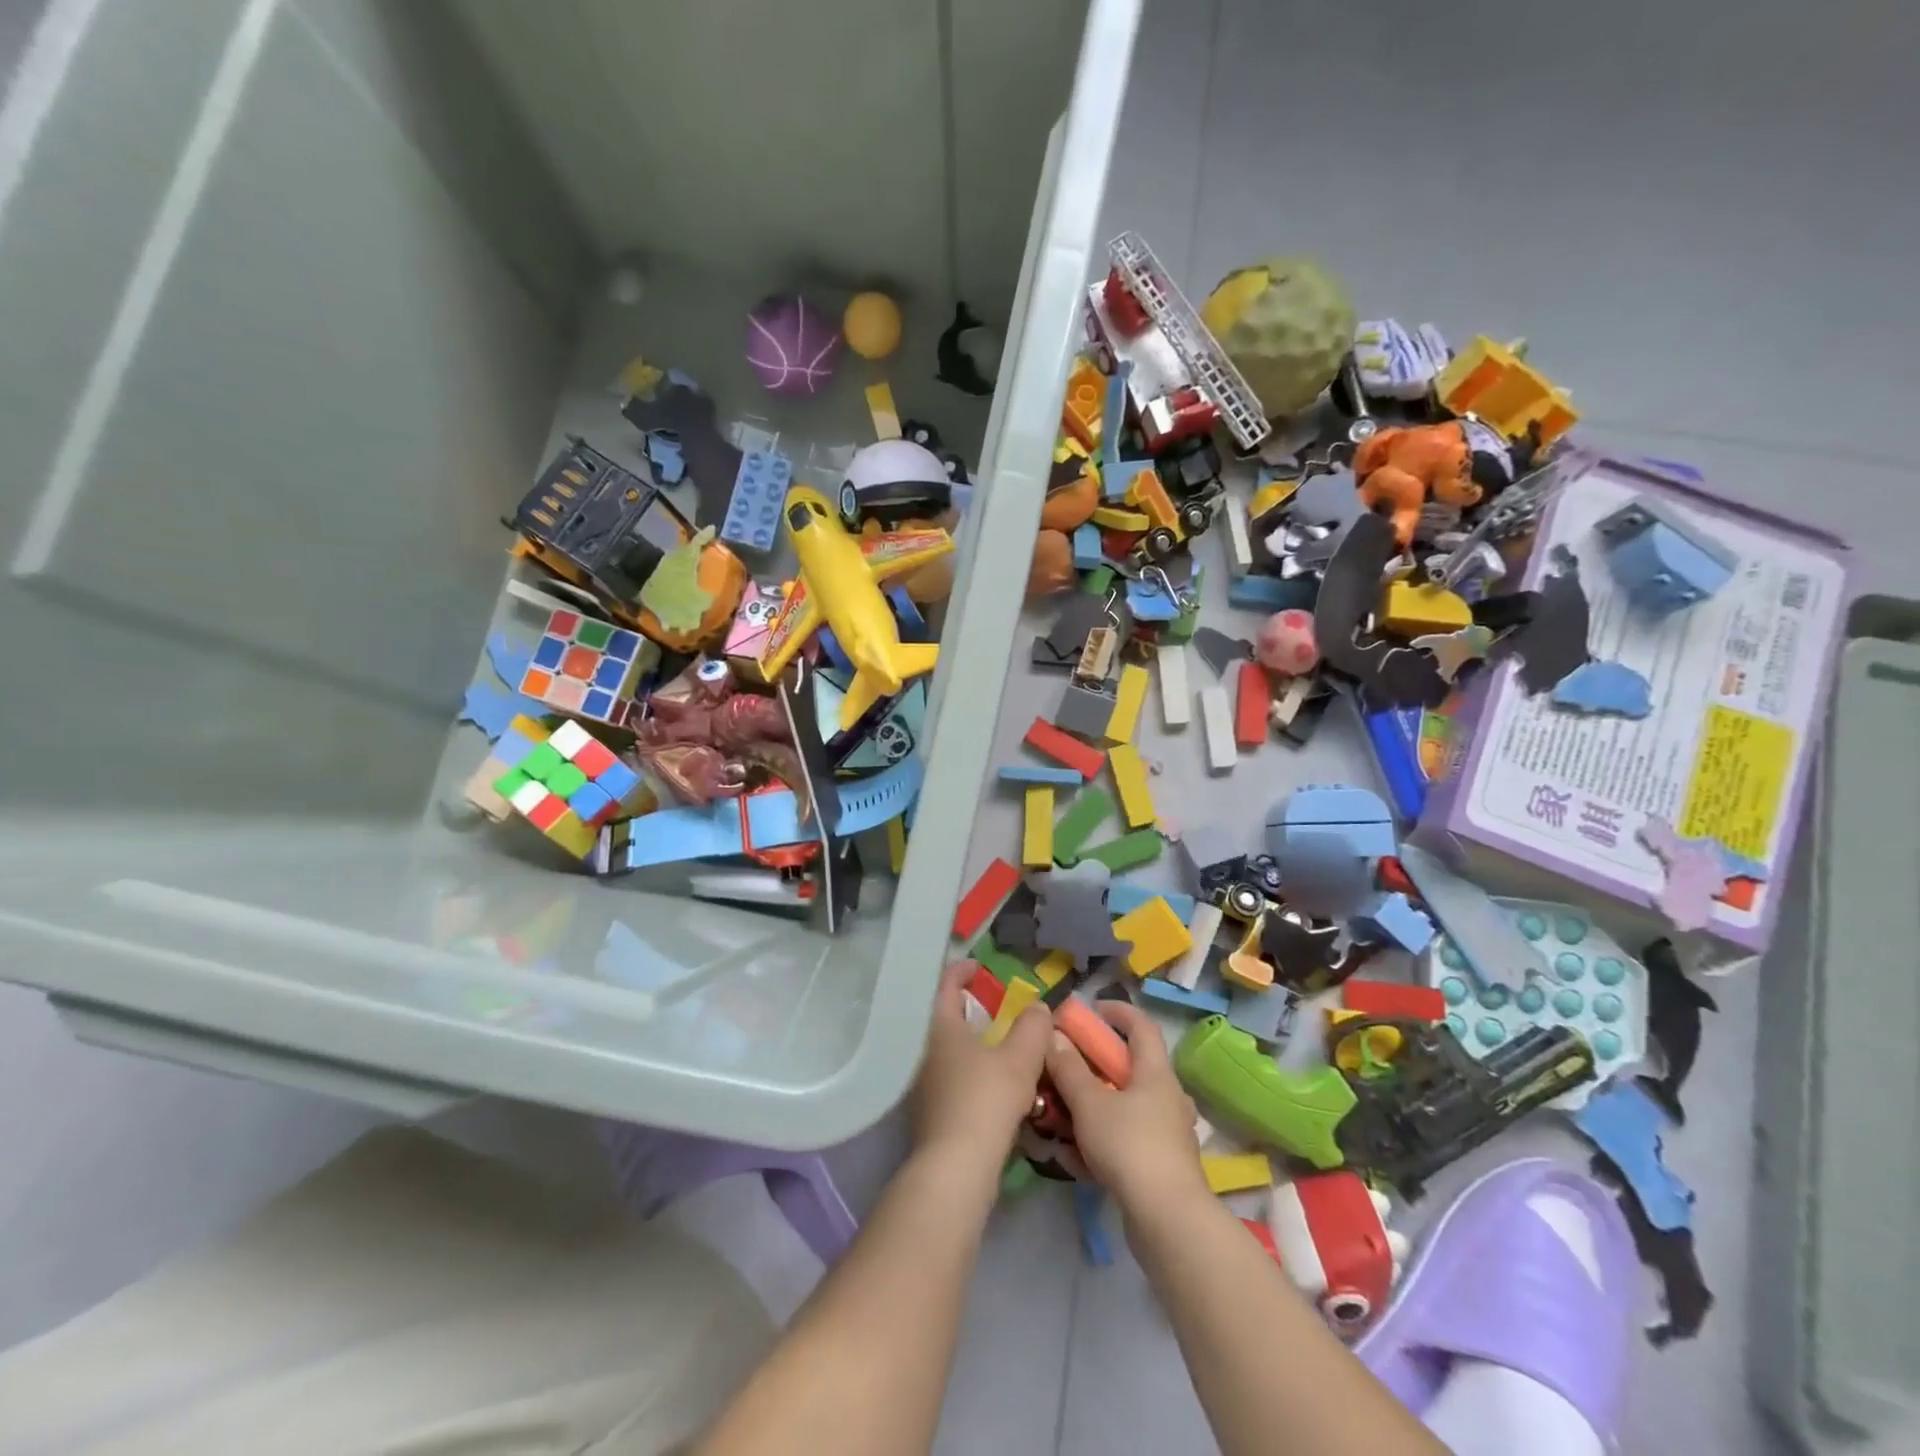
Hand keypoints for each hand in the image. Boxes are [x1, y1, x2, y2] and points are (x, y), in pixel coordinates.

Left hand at [910, 962, 1051, 1170]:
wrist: (955, 1168)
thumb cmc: (985, 1100)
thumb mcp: (1020, 1059)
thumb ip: (1032, 1028)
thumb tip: (1038, 1007)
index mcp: (941, 1028)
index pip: (945, 985)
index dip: (962, 971)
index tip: (979, 967)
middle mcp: (925, 1052)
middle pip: (945, 1019)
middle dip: (970, 1010)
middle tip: (998, 1008)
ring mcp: (924, 1085)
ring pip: (949, 1052)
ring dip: (973, 1045)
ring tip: (1002, 1048)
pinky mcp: (931, 1114)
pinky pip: (953, 1080)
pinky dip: (972, 1073)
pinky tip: (994, 1087)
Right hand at [1044, 1003, 1208, 1216]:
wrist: (1168, 1221)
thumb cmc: (1129, 1147)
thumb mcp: (1089, 1103)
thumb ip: (1069, 1069)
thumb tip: (1054, 1036)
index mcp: (1156, 1073)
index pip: (1141, 1025)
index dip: (1116, 1011)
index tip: (1088, 1011)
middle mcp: (1167, 1097)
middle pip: (1131, 1067)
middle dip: (1095, 1064)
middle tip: (1065, 1066)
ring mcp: (1168, 1133)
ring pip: (1126, 1106)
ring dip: (1094, 1105)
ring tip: (1061, 1114)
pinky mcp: (1162, 1166)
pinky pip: (1127, 1139)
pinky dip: (1102, 1139)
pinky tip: (1074, 1157)